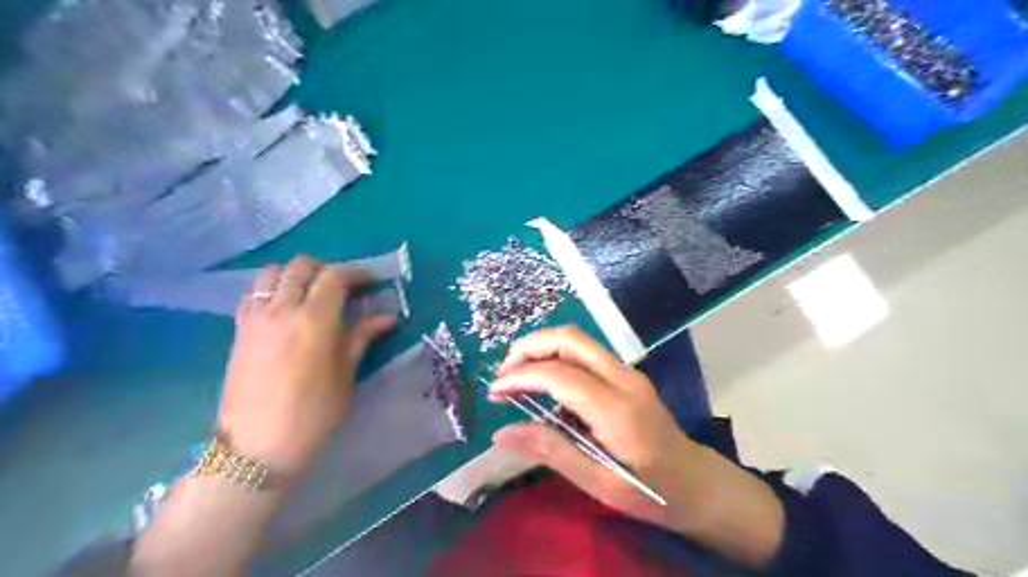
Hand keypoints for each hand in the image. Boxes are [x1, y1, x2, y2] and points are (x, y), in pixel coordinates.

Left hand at [219, 255, 392, 474]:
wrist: (256, 448)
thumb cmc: (312, 414)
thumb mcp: (345, 376)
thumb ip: (361, 337)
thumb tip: (387, 317)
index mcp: (313, 320)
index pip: (335, 277)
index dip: (357, 273)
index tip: (372, 281)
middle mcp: (281, 310)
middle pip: (302, 266)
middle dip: (327, 269)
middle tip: (344, 289)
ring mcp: (255, 318)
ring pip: (273, 273)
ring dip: (296, 274)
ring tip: (313, 294)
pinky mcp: (239, 330)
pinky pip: (253, 292)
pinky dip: (272, 288)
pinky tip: (285, 308)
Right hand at [486, 326, 698, 525]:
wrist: (699, 483)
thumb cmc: (652, 492)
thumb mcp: (599, 484)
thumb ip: (552, 451)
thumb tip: (503, 432)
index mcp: (618, 410)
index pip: (560, 375)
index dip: (521, 376)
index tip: (494, 392)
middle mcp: (624, 379)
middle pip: (570, 338)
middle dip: (529, 346)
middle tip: (503, 372)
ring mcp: (628, 373)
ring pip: (578, 340)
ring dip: (542, 348)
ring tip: (516, 375)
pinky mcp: (627, 375)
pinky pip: (585, 354)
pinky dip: (557, 358)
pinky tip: (544, 383)